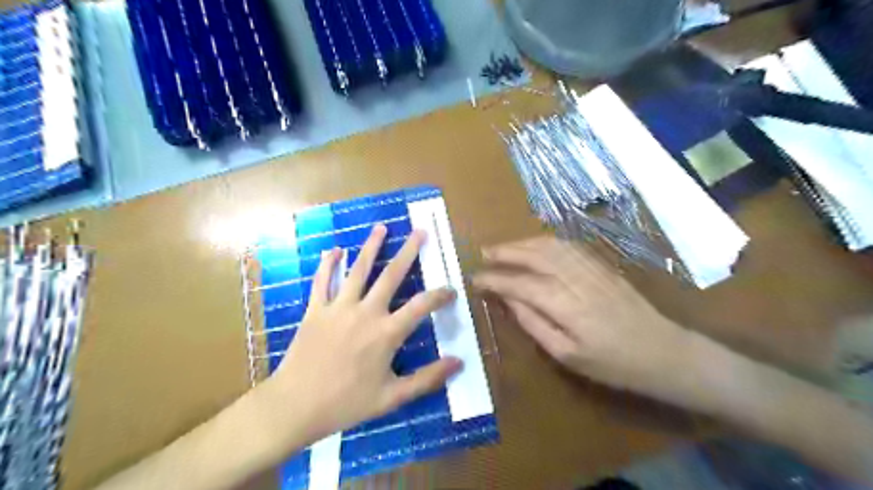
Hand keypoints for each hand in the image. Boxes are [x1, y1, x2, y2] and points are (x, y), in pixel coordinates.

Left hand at [271, 223, 463, 440]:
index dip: (439, 295)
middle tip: (420, 232)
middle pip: (391, 276)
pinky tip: (334, 250)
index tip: (451, 289)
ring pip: (358, 270)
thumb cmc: (346, 403)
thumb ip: (427, 378)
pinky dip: (328, 264)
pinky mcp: (315, 309)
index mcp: (386, 333)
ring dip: (371, 246)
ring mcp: (338, 307)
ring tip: (381, 227)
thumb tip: (459, 363)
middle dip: (408, 252)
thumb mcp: (392, 397)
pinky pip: (322, 281)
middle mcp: (365, 312)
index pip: (421, 306)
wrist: (295, 406)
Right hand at [476, 236, 693, 393]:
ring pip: (550, 245)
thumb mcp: (567, 356)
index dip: (495, 280)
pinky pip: (568, 245)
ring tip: (504, 248)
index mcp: (566, 305)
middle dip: (505, 252)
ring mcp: (591, 268)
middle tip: (484, 253)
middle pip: (534, 255)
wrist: (664, 352)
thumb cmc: (613, 364)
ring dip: (523, 243)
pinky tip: (536, 245)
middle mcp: (576, 278)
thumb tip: (510, 300)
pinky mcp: (602, 265)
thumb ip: (535, 324)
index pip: (520, 284)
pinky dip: (546, 241)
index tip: (475, 279)